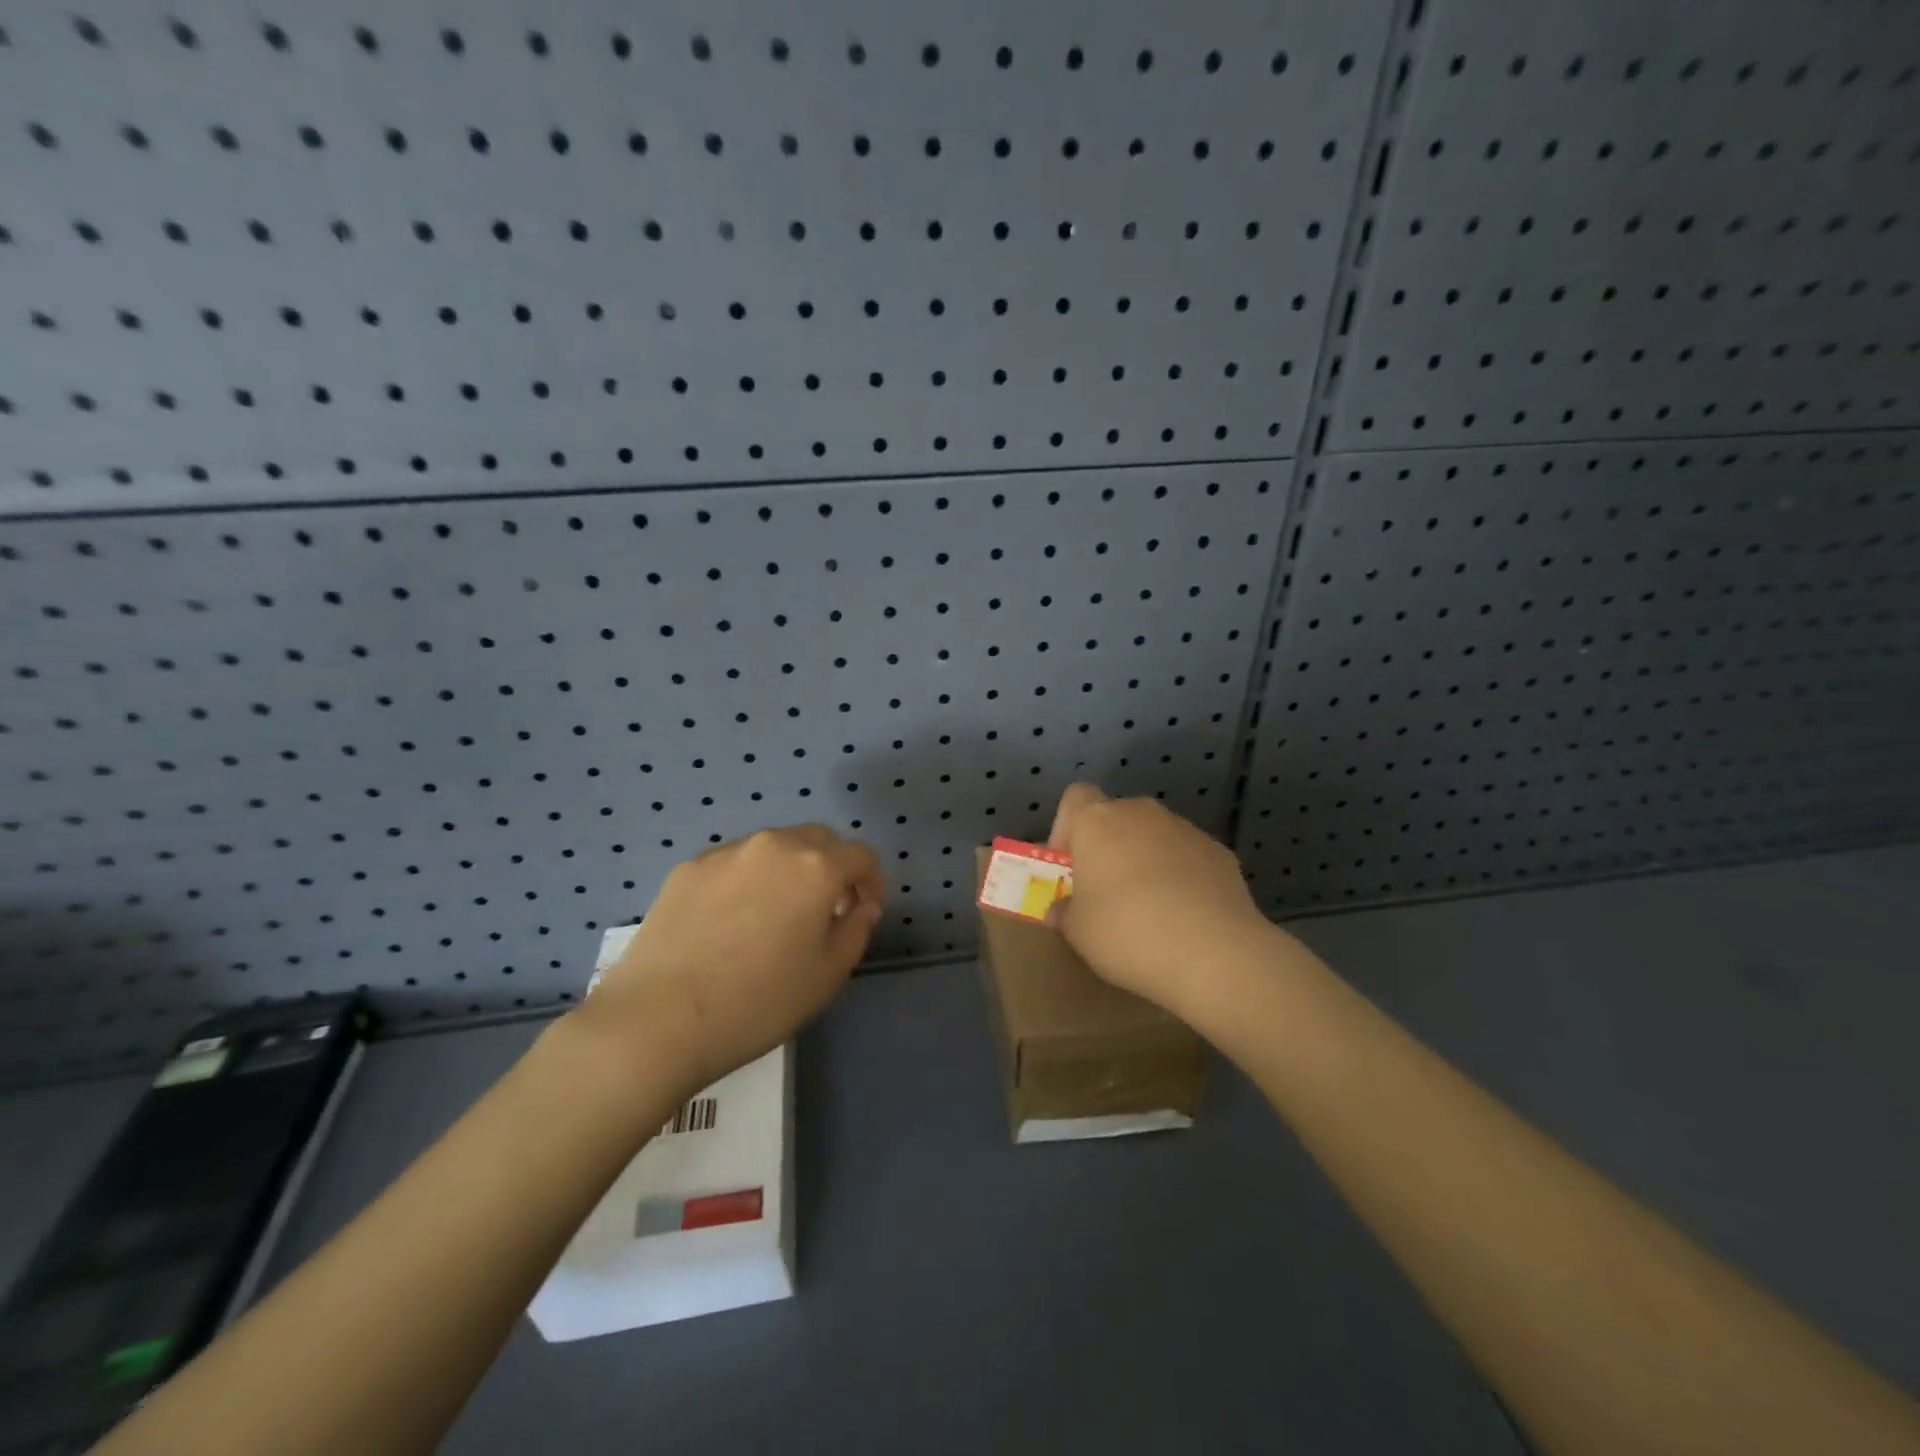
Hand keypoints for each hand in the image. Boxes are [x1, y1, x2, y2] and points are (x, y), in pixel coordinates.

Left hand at [580, 826, 884, 1091]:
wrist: (658, 1020)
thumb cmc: (759, 1002)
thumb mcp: (828, 975)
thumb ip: (856, 930)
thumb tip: (861, 906)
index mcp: (816, 867)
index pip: (861, 856)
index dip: (871, 882)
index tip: (863, 913)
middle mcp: (774, 845)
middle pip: (819, 840)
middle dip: (833, 868)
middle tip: (826, 910)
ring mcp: (727, 853)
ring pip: (774, 848)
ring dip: (790, 871)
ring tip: (777, 915)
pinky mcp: (689, 868)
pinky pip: (735, 863)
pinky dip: (749, 880)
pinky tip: (732, 922)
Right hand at [1046, 783, 1279, 1017]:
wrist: (1215, 953)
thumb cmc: (1128, 933)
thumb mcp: (1078, 933)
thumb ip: (1064, 913)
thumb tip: (1060, 910)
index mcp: (1098, 822)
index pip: (1075, 797)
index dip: (1066, 828)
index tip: (1069, 867)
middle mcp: (1141, 813)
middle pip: (1115, 817)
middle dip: (1107, 848)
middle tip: (1104, 893)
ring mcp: (1185, 829)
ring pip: (1153, 836)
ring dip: (1144, 860)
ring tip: (1148, 909)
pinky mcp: (1219, 852)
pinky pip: (1186, 856)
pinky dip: (1180, 876)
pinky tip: (1184, 916)